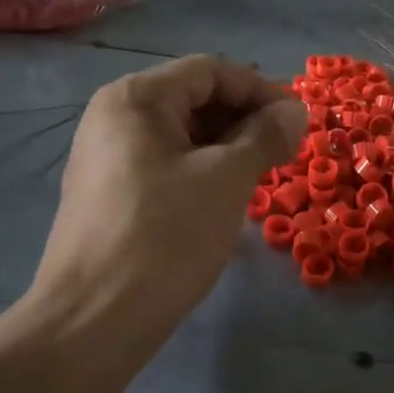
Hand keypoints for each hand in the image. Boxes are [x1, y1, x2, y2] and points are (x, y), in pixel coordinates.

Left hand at [20, 55, 304, 366]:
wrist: (94, 321)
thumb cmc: (165, 236)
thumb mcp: (226, 179)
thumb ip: (264, 136)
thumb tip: (295, 109)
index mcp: (135, 99)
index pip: (210, 71)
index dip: (261, 90)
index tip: (299, 121)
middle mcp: (113, 118)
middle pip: (193, 100)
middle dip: (245, 120)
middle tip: (285, 152)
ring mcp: (106, 160)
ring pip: (181, 137)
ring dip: (227, 149)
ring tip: (261, 177)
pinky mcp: (109, 197)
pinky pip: (165, 167)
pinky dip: (202, 173)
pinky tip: (225, 201)